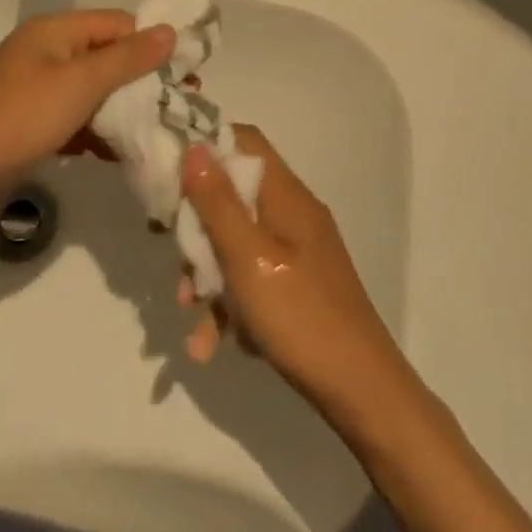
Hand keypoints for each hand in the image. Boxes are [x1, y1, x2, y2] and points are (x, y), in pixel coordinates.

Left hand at [0, 10, 173, 200]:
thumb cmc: (17, 119)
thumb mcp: (78, 84)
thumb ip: (126, 58)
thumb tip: (169, 31)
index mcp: (56, 32)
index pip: (119, 24)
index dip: (154, 43)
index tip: (190, 72)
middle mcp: (48, 53)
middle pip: (108, 57)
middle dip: (145, 80)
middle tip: (184, 105)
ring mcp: (38, 90)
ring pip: (94, 92)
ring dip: (125, 109)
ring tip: (163, 131)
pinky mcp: (32, 124)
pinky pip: (76, 119)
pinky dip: (99, 132)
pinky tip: (124, 154)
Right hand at [180, 125, 414, 416]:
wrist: (360, 390)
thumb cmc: (299, 314)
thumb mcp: (247, 256)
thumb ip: (217, 201)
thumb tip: (195, 145)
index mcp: (286, 195)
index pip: (245, 141)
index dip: (206, 147)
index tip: (170, 173)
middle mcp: (293, 213)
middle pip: (234, 194)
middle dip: (199, 226)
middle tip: (177, 258)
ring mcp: (298, 250)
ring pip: (238, 242)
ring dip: (209, 274)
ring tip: (190, 312)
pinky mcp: (297, 284)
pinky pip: (253, 277)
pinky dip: (231, 303)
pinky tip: (212, 343)